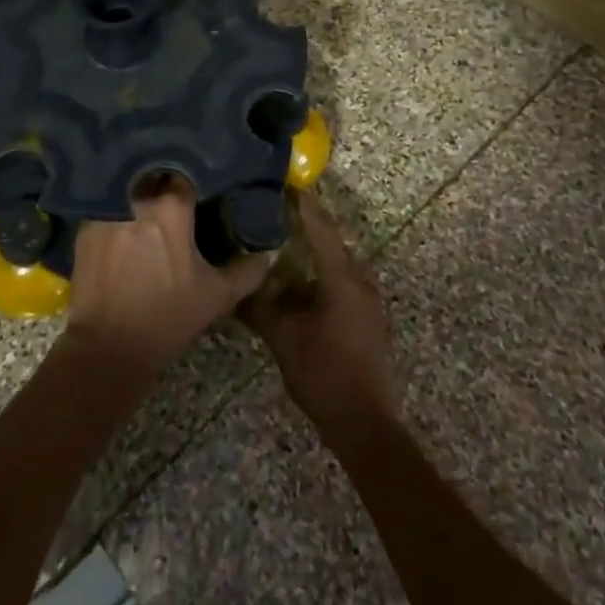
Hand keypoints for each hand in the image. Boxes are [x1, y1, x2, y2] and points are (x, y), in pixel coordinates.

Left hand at [68, 178, 273, 378]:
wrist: (108, 346)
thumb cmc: (167, 317)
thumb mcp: (216, 296)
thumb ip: (247, 271)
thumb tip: (267, 253)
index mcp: (171, 208)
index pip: (185, 174)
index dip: (193, 179)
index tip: (199, 189)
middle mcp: (136, 198)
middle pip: (153, 176)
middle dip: (163, 181)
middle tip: (173, 196)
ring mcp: (105, 209)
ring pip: (127, 188)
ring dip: (137, 193)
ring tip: (146, 206)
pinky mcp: (84, 226)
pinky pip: (105, 206)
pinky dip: (114, 210)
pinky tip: (122, 224)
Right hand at [242, 191, 400, 444]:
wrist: (366, 422)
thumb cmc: (324, 374)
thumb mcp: (283, 339)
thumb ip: (260, 307)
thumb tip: (237, 285)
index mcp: (342, 277)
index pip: (320, 228)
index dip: (303, 204)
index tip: (286, 182)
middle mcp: (360, 280)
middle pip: (330, 240)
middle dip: (305, 223)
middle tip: (276, 209)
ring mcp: (367, 299)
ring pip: (336, 262)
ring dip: (312, 250)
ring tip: (283, 239)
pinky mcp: (367, 316)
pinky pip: (340, 280)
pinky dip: (319, 271)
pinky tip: (299, 279)